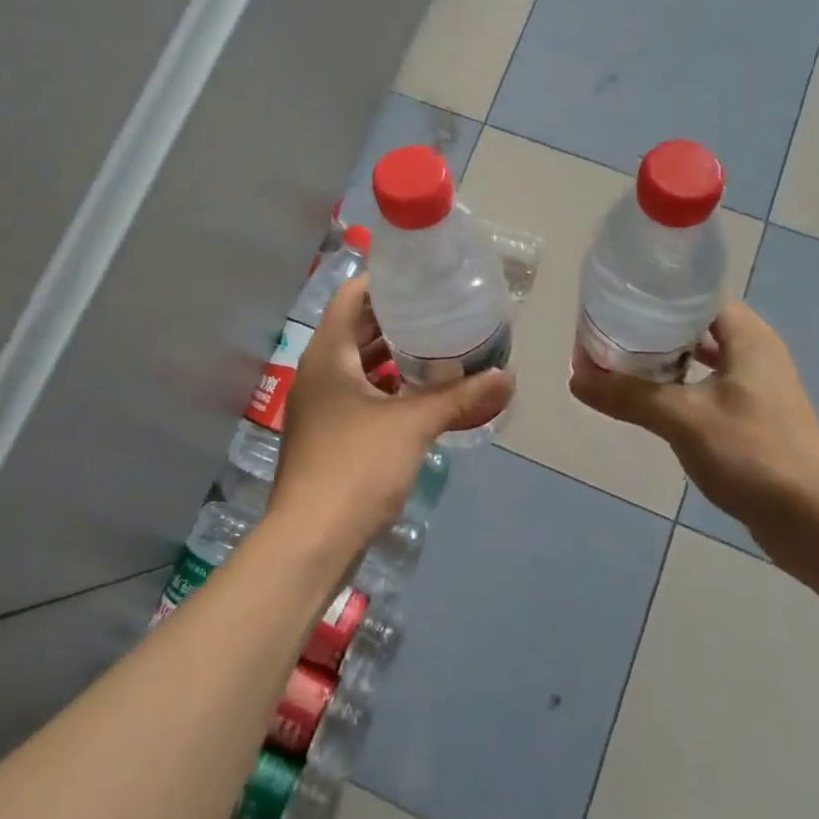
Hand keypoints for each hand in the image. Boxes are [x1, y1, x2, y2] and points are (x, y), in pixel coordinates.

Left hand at [273, 278, 513, 565]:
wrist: (310, 542)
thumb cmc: (355, 467)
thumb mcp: (413, 425)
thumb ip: (460, 397)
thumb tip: (508, 377)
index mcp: (328, 354)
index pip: (351, 295)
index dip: (385, 280)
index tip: (423, 276)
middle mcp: (319, 371)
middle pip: (357, 328)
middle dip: (398, 319)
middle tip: (442, 309)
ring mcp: (321, 405)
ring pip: (360, 365)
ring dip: (394, 355)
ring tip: (440, 346)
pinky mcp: (328, 434)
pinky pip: (361, 394)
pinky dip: (388, 388)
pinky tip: (422, 394)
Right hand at [569, 299, 818, 554]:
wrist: (814, 522)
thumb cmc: (752, 454)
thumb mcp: (682, 419)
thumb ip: (628, 395)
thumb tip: (575, 378)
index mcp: (747, 336)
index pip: (696, 293)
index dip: (656, 291)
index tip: (617, 298)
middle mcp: (756, 352)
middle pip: (695, 323)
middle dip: (653, 325)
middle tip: (610, 330)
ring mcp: (758, 386)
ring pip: (701, 356)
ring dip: (665, 357)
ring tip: (621, 360)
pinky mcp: (755, 416)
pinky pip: (708, 385)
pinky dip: (680, 385)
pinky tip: (651, 398)